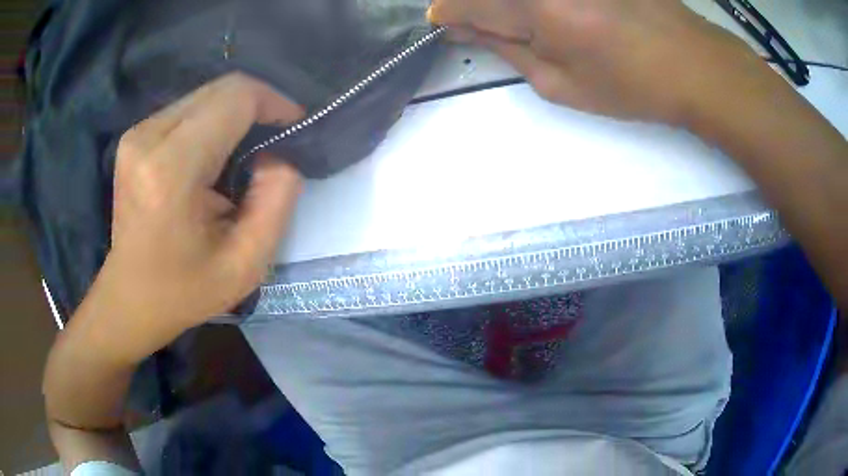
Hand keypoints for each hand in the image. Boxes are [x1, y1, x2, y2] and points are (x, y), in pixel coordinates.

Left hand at [84, 73, 304, 363]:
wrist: (131, 298)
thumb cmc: (185, 290)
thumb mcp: (246, 264)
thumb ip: (277, 201)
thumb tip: (277, 156)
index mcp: (171, 170)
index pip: (234, 98)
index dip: (273, 102)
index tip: (294, 126)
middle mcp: (148, 138)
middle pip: (219, 89)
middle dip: (257, 106)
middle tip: (274, 141)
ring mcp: (137, 134)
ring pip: (205, 95)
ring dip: (234, 115)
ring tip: (245, 153)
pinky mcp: (134, 136)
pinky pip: (187, 108)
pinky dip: (212, 122)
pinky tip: (215, 155)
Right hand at [429, 0, 759, 125]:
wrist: (692, 64)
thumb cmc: (629, 85)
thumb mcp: (560, 84)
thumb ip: (505, 49)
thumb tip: (466, 28)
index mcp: (535, 8)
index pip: (466, 3)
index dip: (449, 12)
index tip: (444, 22)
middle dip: (473, 3)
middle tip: (479, 19)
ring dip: (507, 3)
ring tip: (528, 22)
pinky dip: (540, 3)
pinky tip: (555, 13)